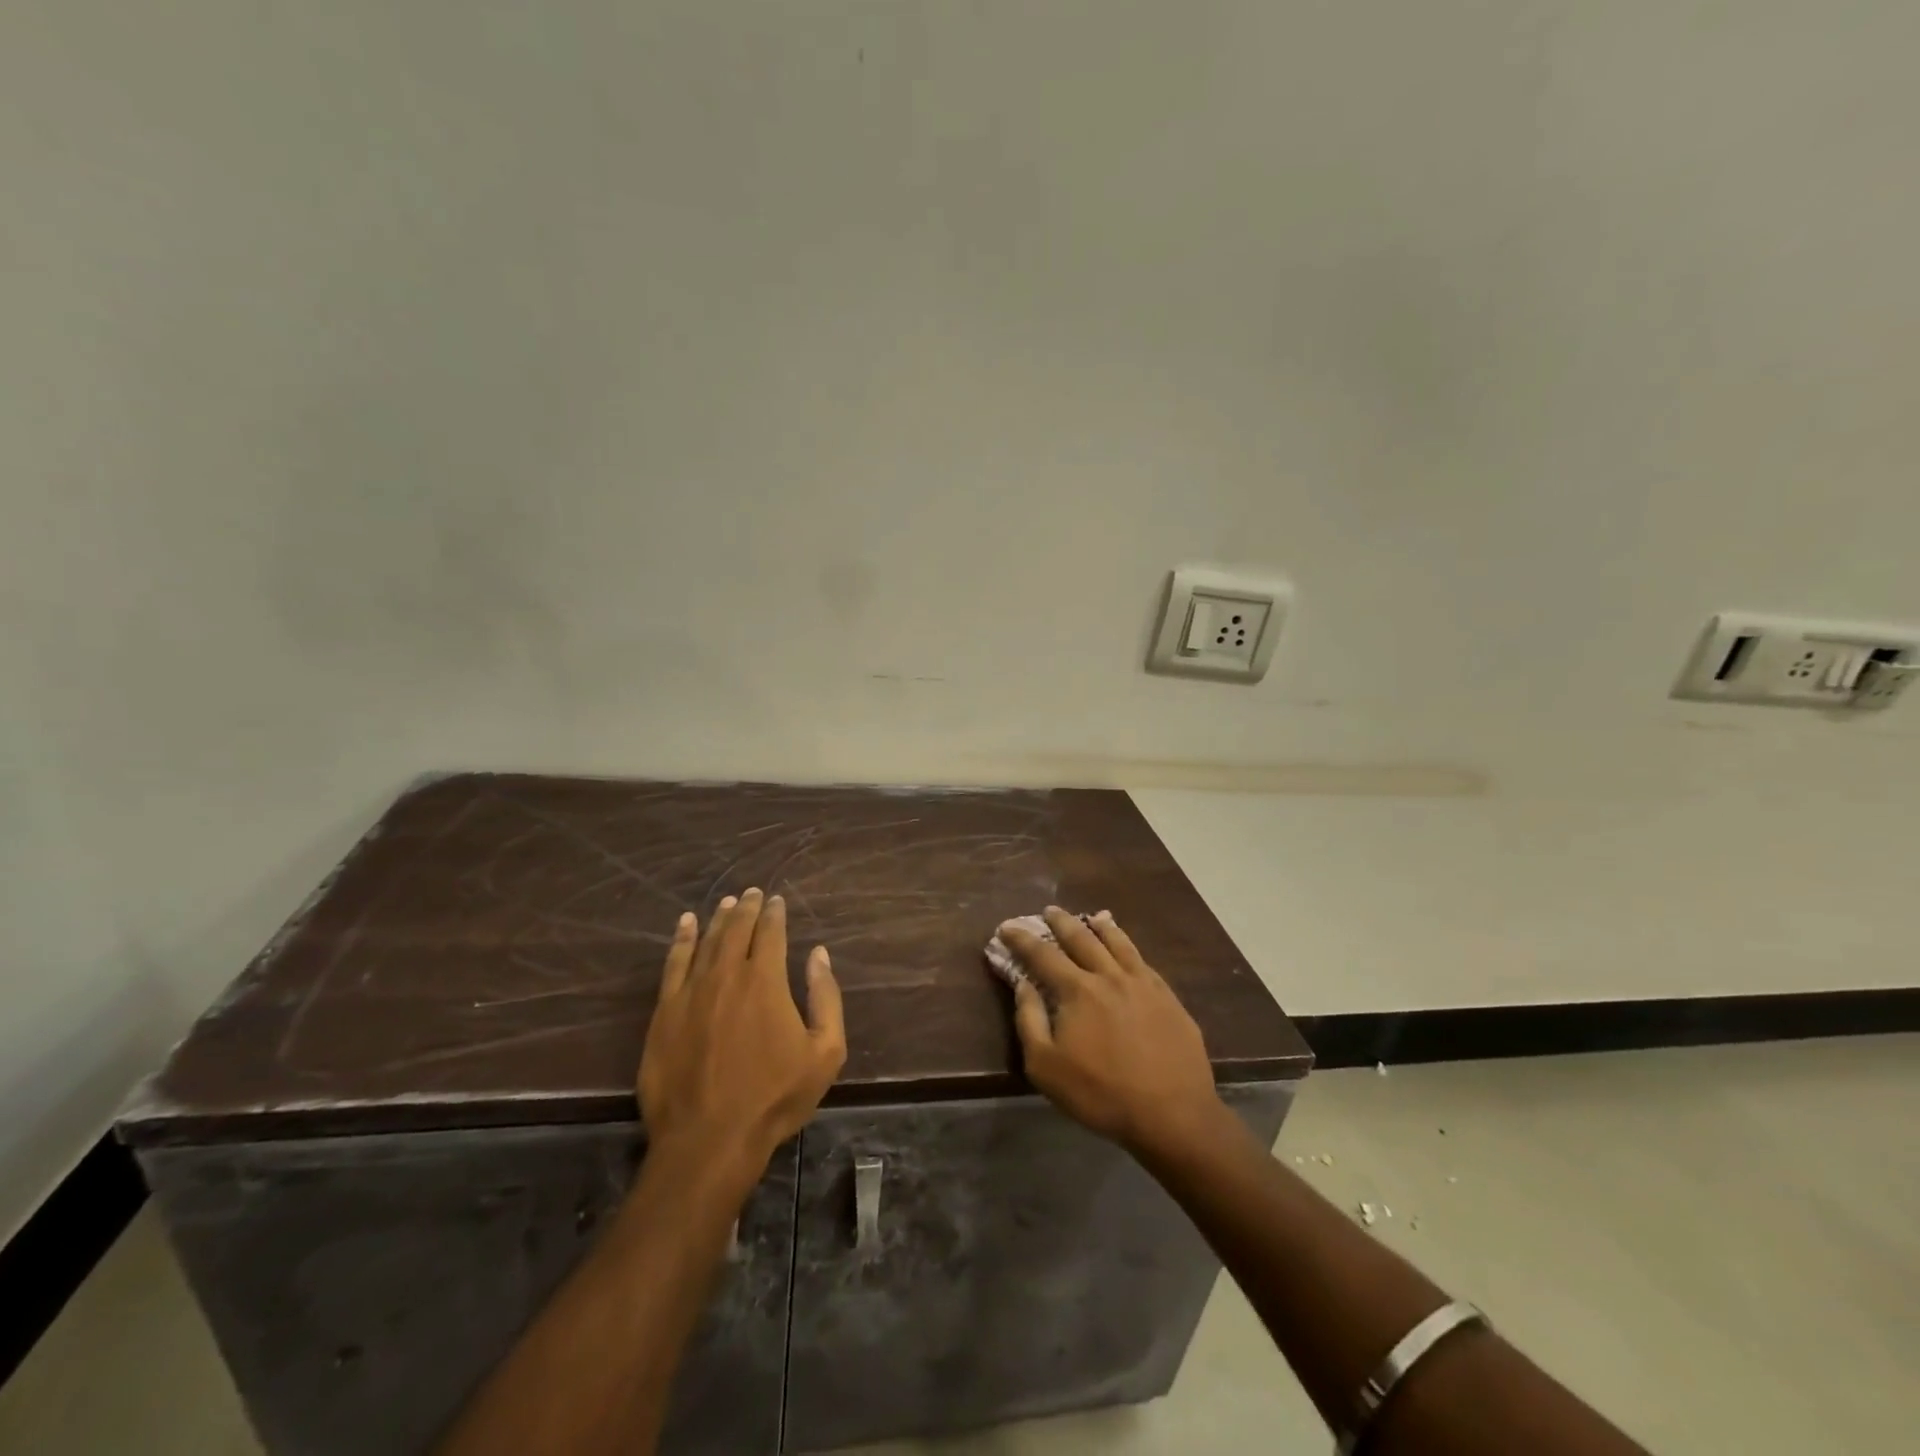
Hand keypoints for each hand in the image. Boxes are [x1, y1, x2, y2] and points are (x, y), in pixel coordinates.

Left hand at [640, 889, 845, 1175]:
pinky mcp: (664, 1012)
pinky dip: (681, 940)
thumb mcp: (825, 1052)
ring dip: (718, 918)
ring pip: (706, 941)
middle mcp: (727, 974)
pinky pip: (673, 964)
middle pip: (737, 929)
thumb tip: (818, 955)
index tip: (777, 900)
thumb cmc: (774, 1097)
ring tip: (726, 902)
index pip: (771, 932)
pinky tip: (685, 925)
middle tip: (752, 893)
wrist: (709, 1139)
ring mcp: (691, 991)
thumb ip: (826, 997)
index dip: (775, 913)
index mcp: (766, 980)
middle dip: (747, 908)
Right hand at [1000, 906, 1223, 1157]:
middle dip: (1061, 922)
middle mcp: (1109, 976)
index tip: (1006, 927)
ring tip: (1093, 915)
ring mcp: (1143, 984)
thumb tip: (1023, 984)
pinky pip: (1143, 961)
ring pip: (1118, 943)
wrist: (1172, 1113)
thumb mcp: (1046, 1066)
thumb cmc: (1100, 1093)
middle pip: (1082, 939)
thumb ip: (1029, 1020)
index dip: (1022, 939)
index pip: (1042, 955)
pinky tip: (1129, 948)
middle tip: (1049, 910)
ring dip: (1100, 926)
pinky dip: (1130, 946)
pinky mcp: (1168, 998)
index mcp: (1078, 990)